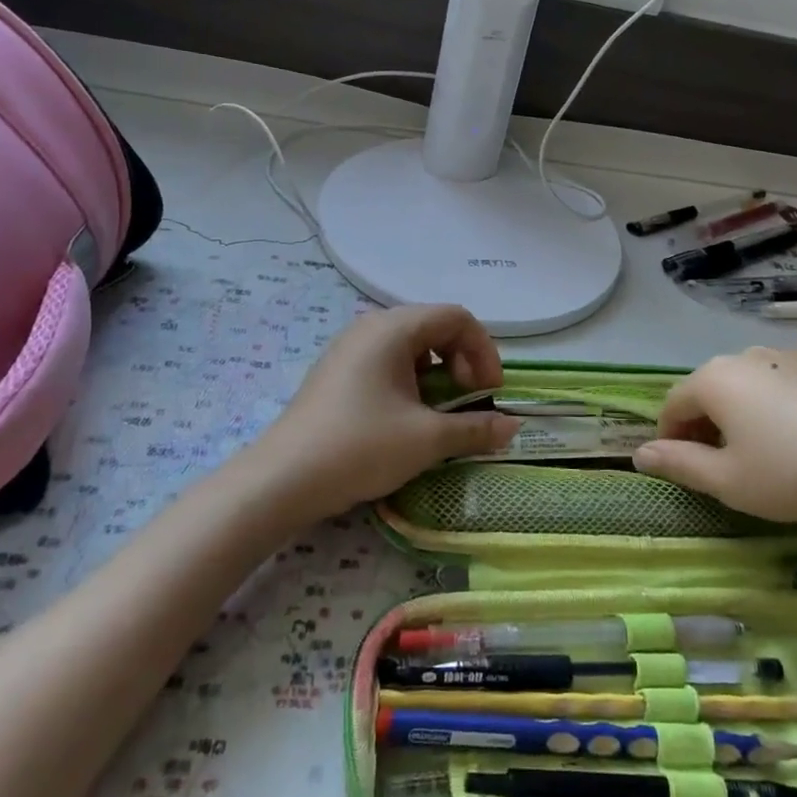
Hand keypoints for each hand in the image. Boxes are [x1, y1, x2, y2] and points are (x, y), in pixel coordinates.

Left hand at [253, 305, 518, 520]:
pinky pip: (386, 362)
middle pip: (434, 326)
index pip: (456, 318)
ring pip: (410, 346)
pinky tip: (407, 417)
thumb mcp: (427, 439)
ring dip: (437, 372)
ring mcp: (349, 348)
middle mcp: (370, 327)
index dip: (484, 351)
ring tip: (440, 411)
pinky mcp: (336, 372)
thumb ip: (475, 429)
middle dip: (462, 360)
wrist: (283, 479)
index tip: (490, 392)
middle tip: (470, 399)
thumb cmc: (361, 447)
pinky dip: (410, 381)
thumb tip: (513, 427)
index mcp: (393, 328)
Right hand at [633, 346, 796, 524]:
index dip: (670, 437)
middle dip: (706, 422)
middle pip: (710, 388)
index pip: (673, 404)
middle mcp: (745, 354)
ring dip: (743, 408)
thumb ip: (679, 464)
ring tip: (766, 445)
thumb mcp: (729, 481)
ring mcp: (788, 352)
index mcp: (714, 379)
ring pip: (749, 380)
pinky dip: (781, 399)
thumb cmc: (796, 474)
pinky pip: (787, 377)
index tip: (683, 467)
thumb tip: (640, 454)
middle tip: (723, 463)